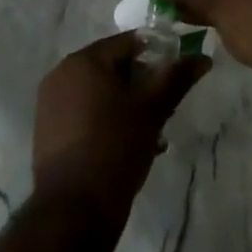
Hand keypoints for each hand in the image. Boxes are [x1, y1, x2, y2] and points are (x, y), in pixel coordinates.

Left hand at [32, 33, 209, 221]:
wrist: (74, 209)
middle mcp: (62, 74)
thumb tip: (202, 58)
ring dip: (128, 105)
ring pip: (101, 93)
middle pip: (113, 67)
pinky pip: (86, 113)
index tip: (178, 76)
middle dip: (143, 84)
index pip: (129, 42)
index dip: (159, 54)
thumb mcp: (152, 110)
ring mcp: (51, 103)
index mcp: (84, 60)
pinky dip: (108, 121)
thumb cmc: (115, 147)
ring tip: (154, 132)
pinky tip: (131, 146)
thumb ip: (176, 78)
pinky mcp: (49, 131)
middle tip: (167, 108)